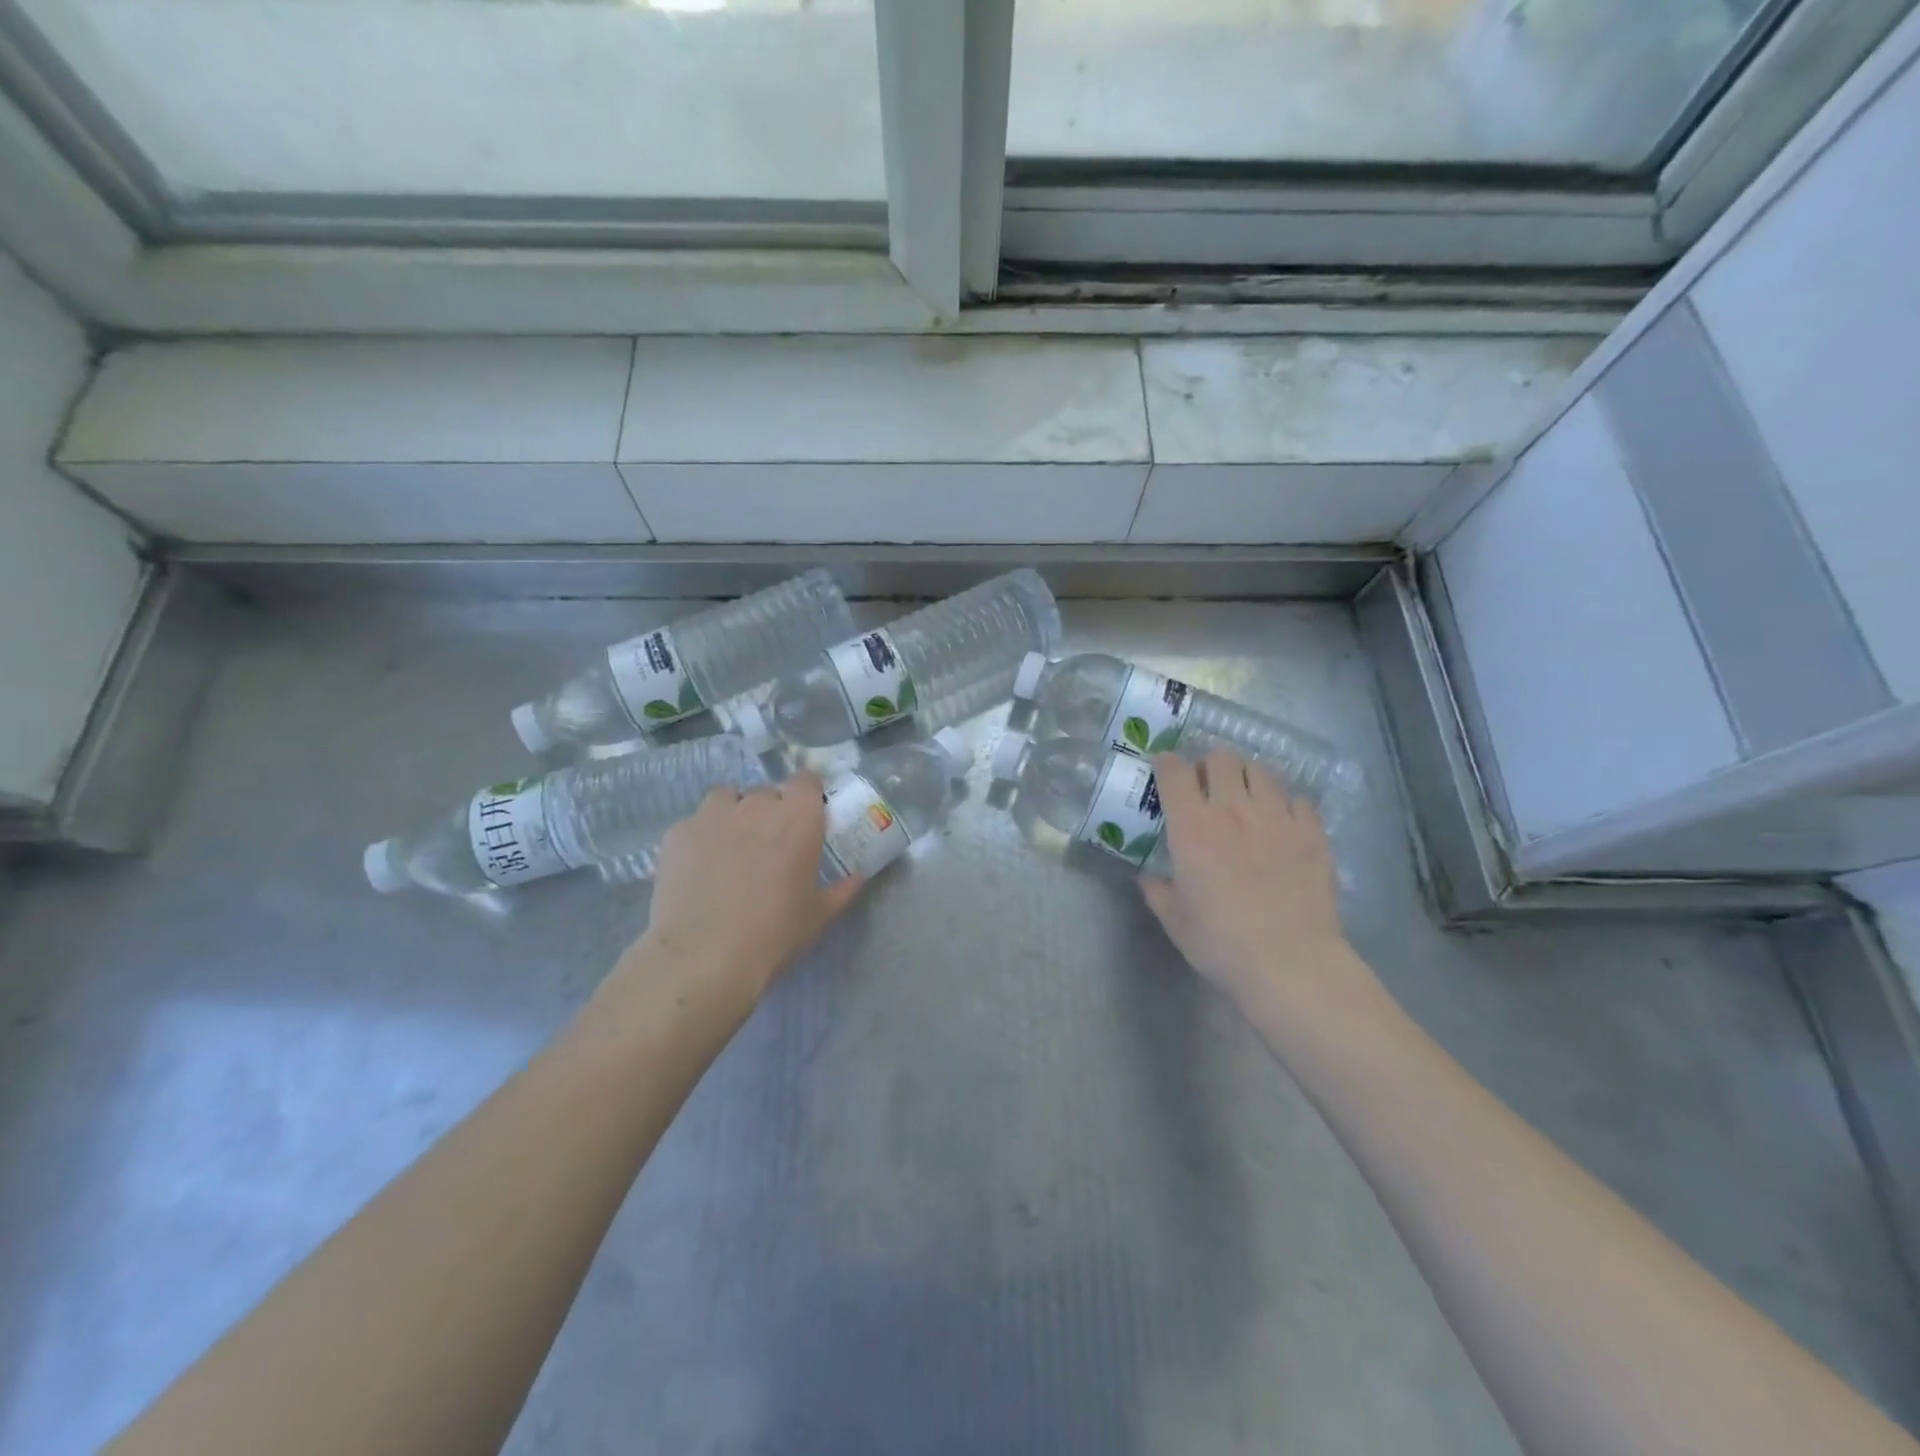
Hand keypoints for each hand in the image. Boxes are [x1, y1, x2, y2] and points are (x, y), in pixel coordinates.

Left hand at [636, 773, 864, 998]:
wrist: (704, 956)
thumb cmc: (774, 933)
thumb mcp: (818, 916)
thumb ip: (841, 890)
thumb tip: (858, 878)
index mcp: (798, 818)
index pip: (806, 780)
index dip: (806, 795)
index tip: (805, 817)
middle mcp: (757, 805)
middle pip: (766, 792)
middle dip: (769, 811)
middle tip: (769, 845)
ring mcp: (712, 815)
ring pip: (726, 799)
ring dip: (733, 814)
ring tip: (730, 848)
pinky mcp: (678, 832)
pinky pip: (695, 824)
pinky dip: (701, 837)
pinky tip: (699, 868)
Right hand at [1141, 750, 1373, 1014]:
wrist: (1291, 963)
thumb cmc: (1222, 944)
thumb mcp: (1176, 921)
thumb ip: (1158, 891)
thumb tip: (1149, 877)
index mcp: (1192, 827)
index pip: (1174, 771)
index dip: (1166, 763)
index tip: (1164, 772)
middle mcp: (1233, 809)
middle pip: (1221, 758)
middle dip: (1209, 765)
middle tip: (1207, 787)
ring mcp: (1277, 816)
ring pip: (1261, 770)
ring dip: (1247, 777)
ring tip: (1245, 798)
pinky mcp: (1312, 832)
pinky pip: (1297, 799)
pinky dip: (1285, 804)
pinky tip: (1281, 824)